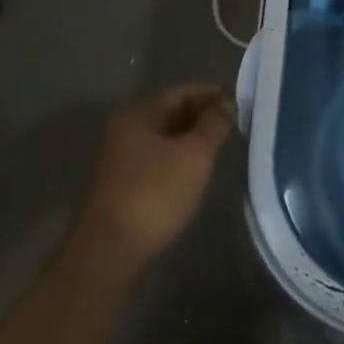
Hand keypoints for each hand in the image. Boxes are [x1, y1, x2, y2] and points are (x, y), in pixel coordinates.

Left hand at [79, 84, 234, 272]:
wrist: (110, 251)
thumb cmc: (155, 193)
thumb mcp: (194, 155)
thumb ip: (213, 125)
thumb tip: (225, 104)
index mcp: (138, 114)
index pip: (179, 92)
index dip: (207, 94)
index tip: (233, 101)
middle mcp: (124, 129)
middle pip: (168, 112)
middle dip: (199, 115)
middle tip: (228, 123)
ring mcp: (120, 157)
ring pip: (161, 136)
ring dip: (188, 136)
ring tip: (215, 145)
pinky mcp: (121, 183)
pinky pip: (155, 157)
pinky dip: (176, 155)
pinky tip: (192, 169)